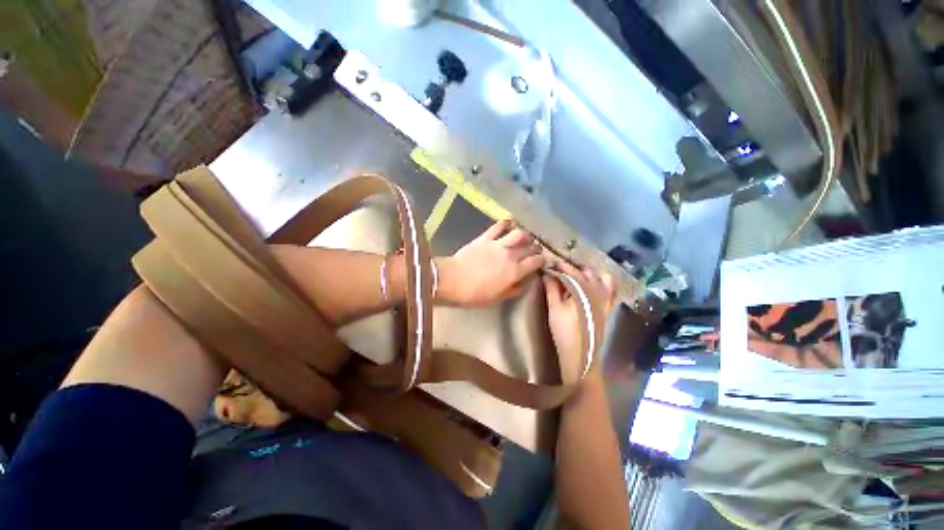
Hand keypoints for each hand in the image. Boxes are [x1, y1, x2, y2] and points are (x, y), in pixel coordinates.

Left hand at [437, 220, 545, 305]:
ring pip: (518, 234)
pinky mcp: (485, 238)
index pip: (535, 262)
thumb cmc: (474, 294)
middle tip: (535, 250)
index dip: (542, 260)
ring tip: (525, 237)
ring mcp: (498, 244)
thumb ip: (514, 289)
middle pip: (530, 247)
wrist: (452, 280)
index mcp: (515, 272)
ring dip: (525, 235)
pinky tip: (509, 222)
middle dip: (536, 248)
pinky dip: (505, 223)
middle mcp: (510, 255)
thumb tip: (525, 282)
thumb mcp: (497, 298)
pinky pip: (498, 227)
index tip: (543, 260)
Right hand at [543, 261, 618, 377]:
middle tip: (561, 268)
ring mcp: (606, 300)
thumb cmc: (564, 332)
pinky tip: (596, 283)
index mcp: (582, 291)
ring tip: (579, 274)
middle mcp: (597, 291)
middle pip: (586, 273)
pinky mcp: (609, 308)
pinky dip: (605, 282)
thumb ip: (551, 289)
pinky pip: (612, 290)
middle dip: (574, 267)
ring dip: (591, 273)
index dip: (561, 266)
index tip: (552, 261)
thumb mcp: (554, 309)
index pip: (571, 273)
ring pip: (603, 278)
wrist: (583, 355)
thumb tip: (547, 273)